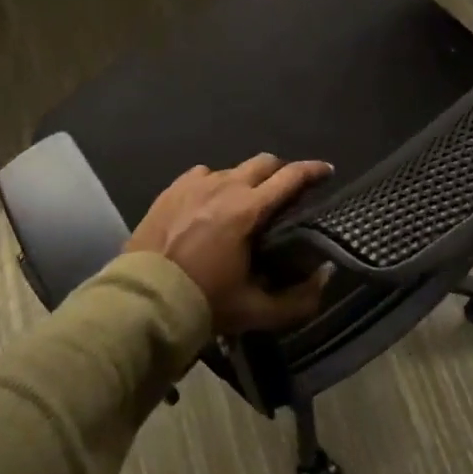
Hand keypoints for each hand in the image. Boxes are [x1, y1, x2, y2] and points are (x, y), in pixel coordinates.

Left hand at [125, 155, 333, 335]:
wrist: (145, 300)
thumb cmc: (205, 302)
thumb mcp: (258, 310)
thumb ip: (300, 298)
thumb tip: (325, 274)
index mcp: (247, 210)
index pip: (290, 178)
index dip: (313, 171)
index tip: (327, 171)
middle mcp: (223, 187)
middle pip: (263, 163)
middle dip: (281, 171)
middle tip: (288, 190)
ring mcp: (193, 185)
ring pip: (231, 169)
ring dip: (246, 180)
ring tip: (246, 202)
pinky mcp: (171, 191)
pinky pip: (202, 175)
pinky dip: (214, 184)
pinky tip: (211, 203)